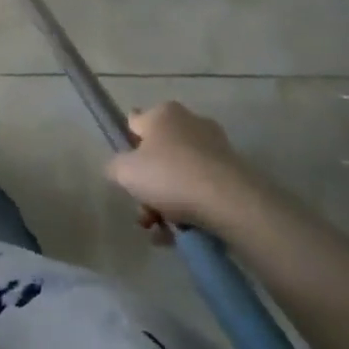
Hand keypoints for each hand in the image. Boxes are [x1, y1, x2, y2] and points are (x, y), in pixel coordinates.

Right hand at [107, 101, 268, 231]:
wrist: (229, 201)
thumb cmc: (169, 176)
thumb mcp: (124, 171)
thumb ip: (114, 166)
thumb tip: (120, 168)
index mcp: (163, 113)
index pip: (135, 123)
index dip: (127, 147)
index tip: (127, 172)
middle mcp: (190, 122)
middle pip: (158, 155)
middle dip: (148, 187)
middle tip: (144, 212)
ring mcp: (215, 147)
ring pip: (179, 176)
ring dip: (166, 203)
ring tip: (162, 231)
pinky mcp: (233, 172)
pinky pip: (201, 189)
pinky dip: (190, 209)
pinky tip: (182, 234)